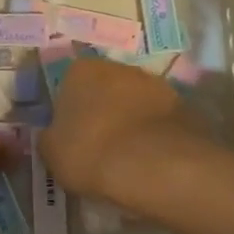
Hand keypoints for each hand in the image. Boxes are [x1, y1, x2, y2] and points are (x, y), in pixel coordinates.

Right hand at [41, 57, 187, 199]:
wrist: (158, 166)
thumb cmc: (93, 152)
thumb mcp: (52, 154)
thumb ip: (49, 139)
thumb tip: (54, 136)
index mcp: (80, 70)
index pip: (68, 85)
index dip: (70, 113)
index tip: (72, 138)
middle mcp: (118, 67)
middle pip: (104, 89)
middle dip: (102, 112)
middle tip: (99, 147)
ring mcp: (155, 84)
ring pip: (135, 103)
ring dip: (131, 122)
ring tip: (128, 159)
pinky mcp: (184, 106)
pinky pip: (160, 121)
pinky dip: (155, 136)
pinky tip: (151, 161)